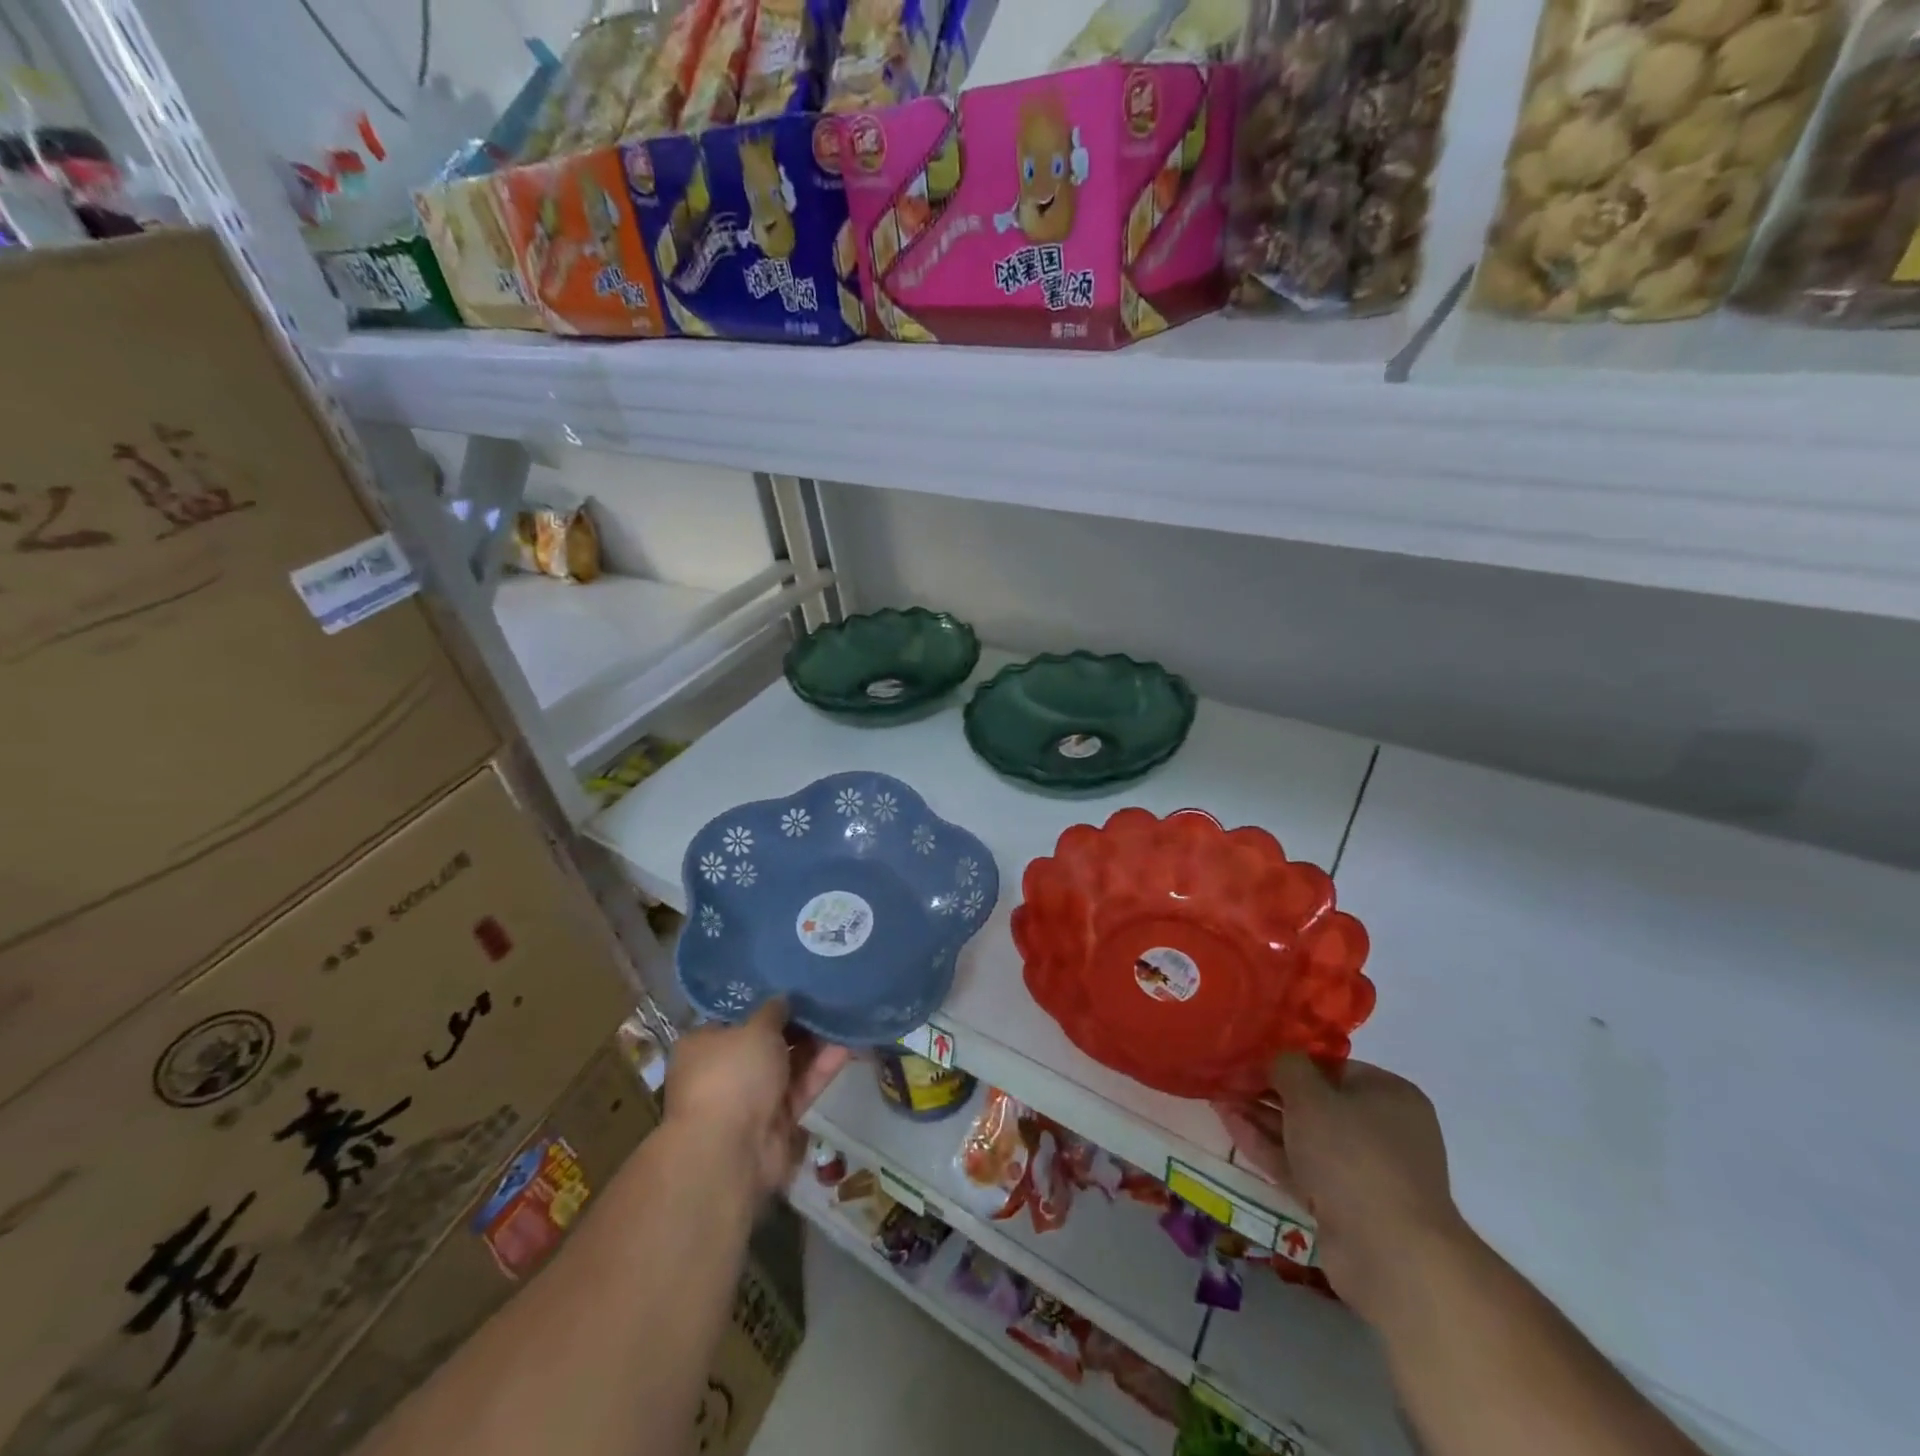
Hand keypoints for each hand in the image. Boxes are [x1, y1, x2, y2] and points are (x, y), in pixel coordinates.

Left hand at [665, 1000, 850, 1199]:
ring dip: (814, 1044)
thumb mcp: (755, 1028)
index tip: (792, 987)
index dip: (764, 1002)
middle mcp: (725, 1070)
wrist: (732, 1150)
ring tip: (843, 1017)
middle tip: (825, 999)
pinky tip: (846, 1046)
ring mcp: (751, 1098)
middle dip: (796, 1024)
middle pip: (766, 1041)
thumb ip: (773, 1010)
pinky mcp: (777, 1120)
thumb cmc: (732, 1075)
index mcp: (704, 1045)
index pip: (736, 1017)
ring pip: (788, 1064)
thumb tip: (783, 998)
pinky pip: (801, 1087)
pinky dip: (821, 1069)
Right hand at [1214, 1056, 1465, 1324]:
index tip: (1250, 1055)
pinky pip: (1300, 1165)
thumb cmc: (1353, 1155)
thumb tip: (1277, 1059)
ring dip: (1262, 1117)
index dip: (1289, 1060)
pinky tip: (1230, 1125)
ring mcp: (1362, 1170)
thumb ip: (1287, 1067)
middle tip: (1227, 1077)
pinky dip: (1268, 1147)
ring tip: (1217, 1097)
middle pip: (1315, 1101)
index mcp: (1389, 1095)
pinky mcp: (1342, 1203)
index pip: (1331, 1066)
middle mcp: (1381, 1129)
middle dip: (1268, 1091)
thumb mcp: (1311, 1096)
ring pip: (1303, 1135)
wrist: (1389, 1254)